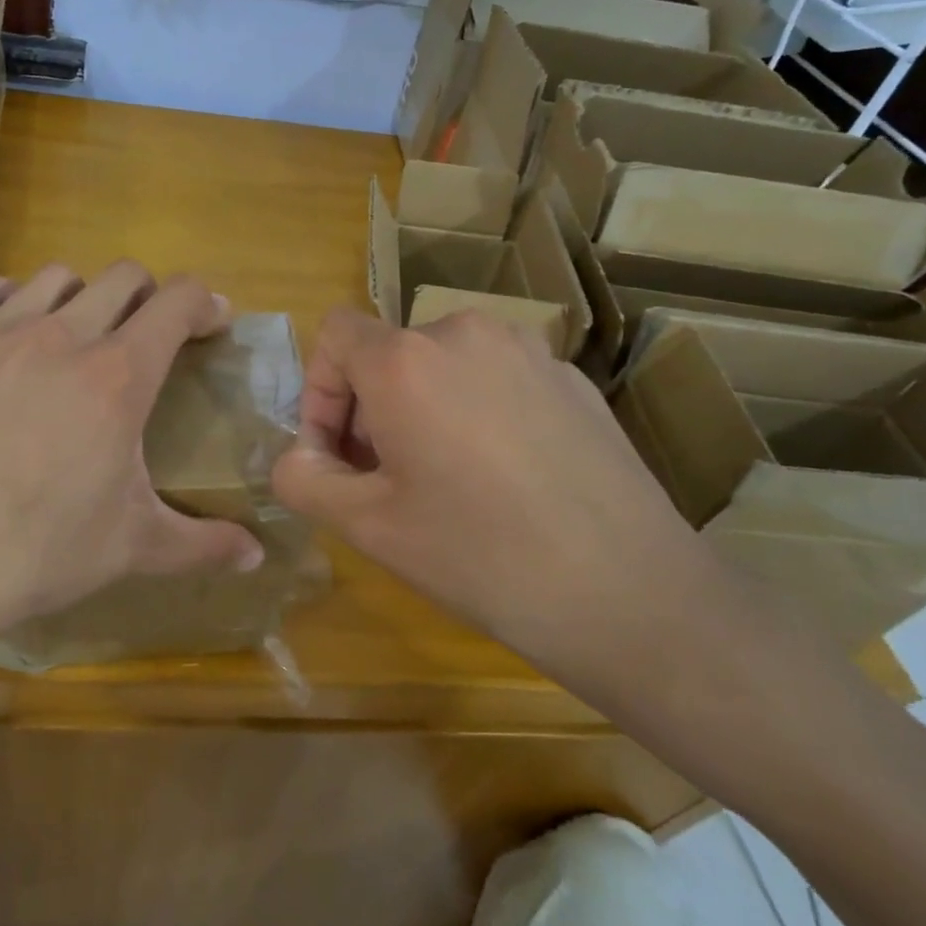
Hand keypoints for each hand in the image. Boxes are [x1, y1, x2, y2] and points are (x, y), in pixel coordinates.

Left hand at [0, 262, 264, 699]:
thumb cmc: (35, 552)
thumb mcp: (131, 548)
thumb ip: (202, 544)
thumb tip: (257, 557)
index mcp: (120, 374)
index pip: (177, 301)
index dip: (203, 303)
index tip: (211, 323)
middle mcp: (64, 335)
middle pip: (122, 276)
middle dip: (147, 297)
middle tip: (146, 337)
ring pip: (55, 275)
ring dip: (79, 295)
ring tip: (75, 335)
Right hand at [271, 308, 728, 712]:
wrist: (628, 592)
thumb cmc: (478, 555)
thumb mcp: (367, 527)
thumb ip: (304, 478)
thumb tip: (297, 456)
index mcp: (406, 359)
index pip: (335, 333)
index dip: (319, 390)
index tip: (337, 456)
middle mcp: (464, 333)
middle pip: (390, 351)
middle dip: (370, 408)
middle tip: (385, 479)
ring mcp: (527, 350)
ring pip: (444, 364)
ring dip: (424, 407)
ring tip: (445, 478)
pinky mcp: (571, 377)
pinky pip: (498, 378)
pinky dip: (478, 411)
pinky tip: (507, 478)